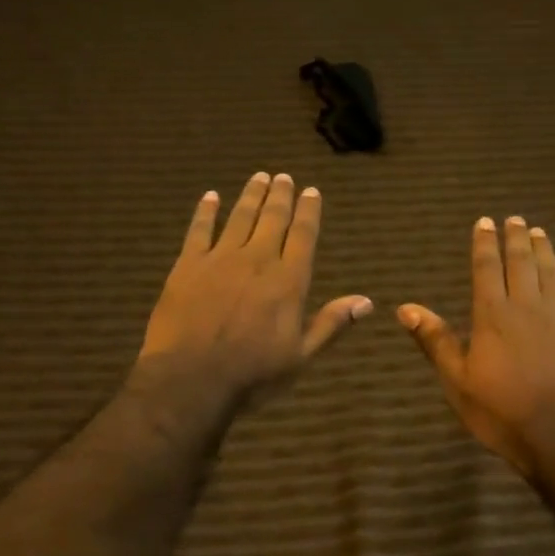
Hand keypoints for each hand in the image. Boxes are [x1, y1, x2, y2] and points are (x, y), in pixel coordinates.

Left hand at [139, 172, 370, 410]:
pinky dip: (205, 211)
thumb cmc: (252, 374)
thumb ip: (330, 324)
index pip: (303, 236)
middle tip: (284, 177)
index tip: (311, 191)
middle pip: (272, 219)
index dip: (308, 212)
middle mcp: (257, 260)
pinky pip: (198, 230)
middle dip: (280, 195)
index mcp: (288, 281)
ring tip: (258, 177)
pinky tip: (210, 197)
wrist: (190, 378)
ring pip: (239, 217)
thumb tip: (366, 301)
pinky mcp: (188, 265)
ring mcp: (220, 259)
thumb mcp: (300, 356)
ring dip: (251, 195)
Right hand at [399, 216, 554, 476]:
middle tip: (514, 218)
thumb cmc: (502, 411)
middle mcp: (526, 306)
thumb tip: (405, 308)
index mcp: (492, 315)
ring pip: (549, 271)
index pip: (486, 268)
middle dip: (515, 238)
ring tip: (538, 231)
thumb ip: (435, 341)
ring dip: (542, 249)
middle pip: (520, 262)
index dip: (484, 243)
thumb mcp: (457, 381)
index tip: (485, 222)